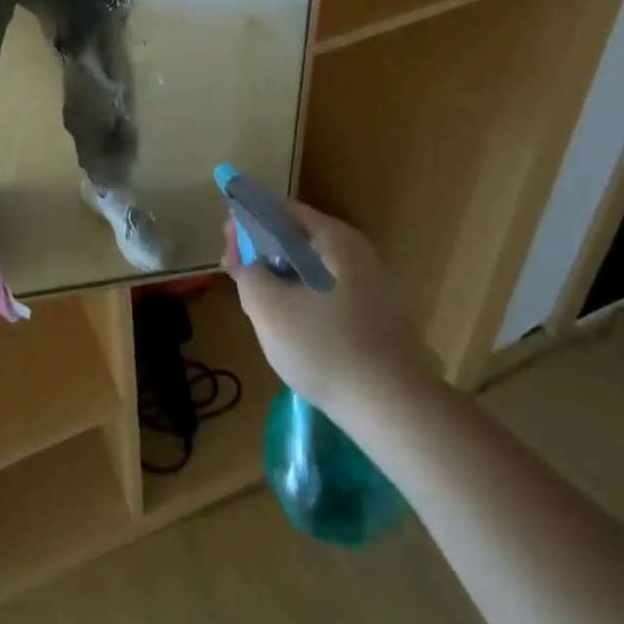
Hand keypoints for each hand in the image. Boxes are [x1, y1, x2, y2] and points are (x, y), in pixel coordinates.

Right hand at [225, 201, 438, 419]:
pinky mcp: (376, 319)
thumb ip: (248, 274)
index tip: (226, 248)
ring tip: (256, 303)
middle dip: (262, 253)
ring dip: (280, 279)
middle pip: (297, 239)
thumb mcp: (269, 308)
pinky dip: (303, 299)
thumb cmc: (327, 348)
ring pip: (312, 270)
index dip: (248, 223)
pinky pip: (328, 295)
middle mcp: (356, 253)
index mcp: (334, 238)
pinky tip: (288, 327)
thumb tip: (247, 262)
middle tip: (236, 276)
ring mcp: (370, 287)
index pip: (282, 211)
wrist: (397, 411)